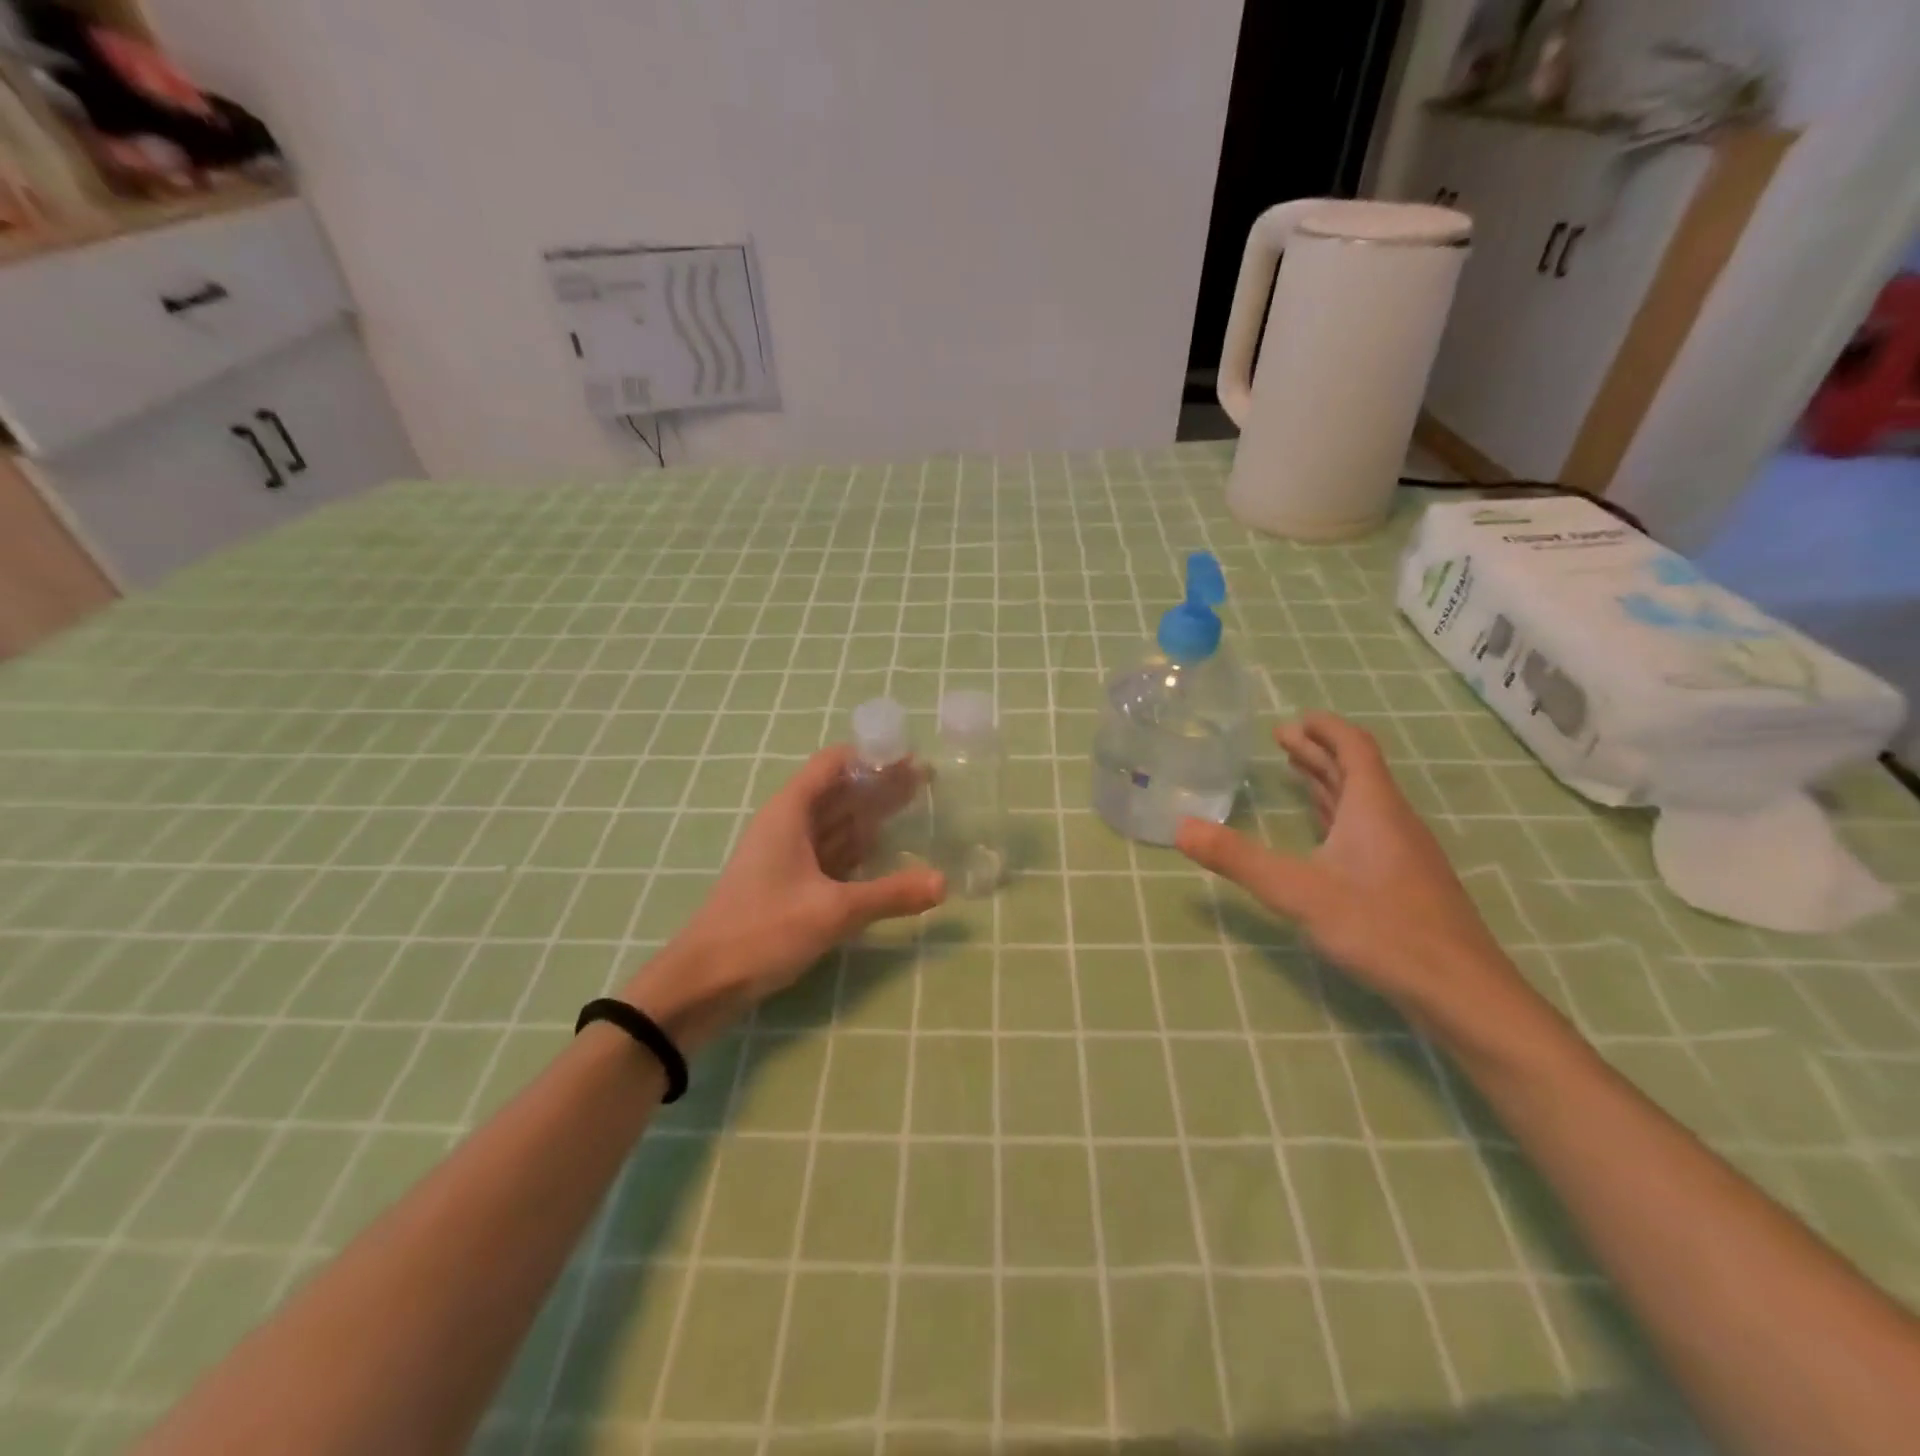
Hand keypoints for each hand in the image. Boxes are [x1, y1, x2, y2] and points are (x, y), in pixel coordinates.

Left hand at [625, 747, 943, 1049]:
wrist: (705, 981)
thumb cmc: (763, 930)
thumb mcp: (833, 911)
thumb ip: (890, 894)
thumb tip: (944, 883)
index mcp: (790, 812)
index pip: (833, 763)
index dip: (871, 756)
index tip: (910, 757)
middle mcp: (789, 824)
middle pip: (840, 791)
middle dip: (880, 785)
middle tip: (928, 782)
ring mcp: (788, 854)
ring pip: (836, 823)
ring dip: (872, 815)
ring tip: (916, 808)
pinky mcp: (790, 883)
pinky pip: (831, 853)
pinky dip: (858, 849)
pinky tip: (885, 851)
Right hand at [1177, 712, 1522, 1022]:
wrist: (1460, 992)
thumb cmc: (1380, 928)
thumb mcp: (1298, 891)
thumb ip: (1238, 859)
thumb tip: (1180, 827)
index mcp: (1373, 808)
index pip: (1354, 748)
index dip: (1326, 729)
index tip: (1295, 718)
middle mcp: (1393, 821)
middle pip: (1356, 771)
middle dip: (1319, 752)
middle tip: (1281, 740)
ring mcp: (1404, 852)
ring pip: (1363, 802)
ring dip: (1329, 781)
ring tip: (1296, 772)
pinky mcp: (1405, 881)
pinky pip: (1368, 829)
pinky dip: (1340, 815)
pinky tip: (1326, 832)